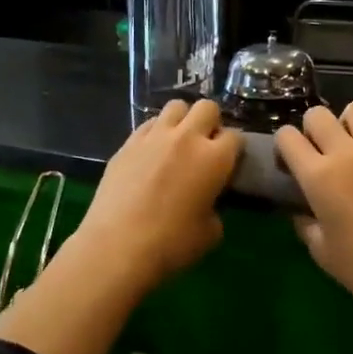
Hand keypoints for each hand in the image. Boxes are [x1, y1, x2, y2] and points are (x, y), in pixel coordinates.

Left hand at [65, 98, 242, 294]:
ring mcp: (154, 136)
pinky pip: (148, 124)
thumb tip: (208, 202)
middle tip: (205, 147)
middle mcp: (187, 137)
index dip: (233, 150)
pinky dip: (156, 132)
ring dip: (182, 120)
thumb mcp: (210, 232)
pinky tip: (152, 153)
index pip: (235, 137)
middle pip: (207, 107)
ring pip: (175, 107)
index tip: (228, 164)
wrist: (117, 246)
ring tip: (178, 142)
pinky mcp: (127, 143)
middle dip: (210, 123)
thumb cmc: (171, 244)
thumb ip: (215, 207)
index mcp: (215, 158)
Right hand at [274, 103, 352, 320]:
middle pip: (318, 115)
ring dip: (349, 121)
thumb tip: (302, 212)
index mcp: (319, 175)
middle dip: (311, 128)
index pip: (287, 136)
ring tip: (352, 142)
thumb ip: (305, 224)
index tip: (289, 165)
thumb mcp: (321, 252)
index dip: (283, 146)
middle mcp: (347, 154)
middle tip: (318, 153)